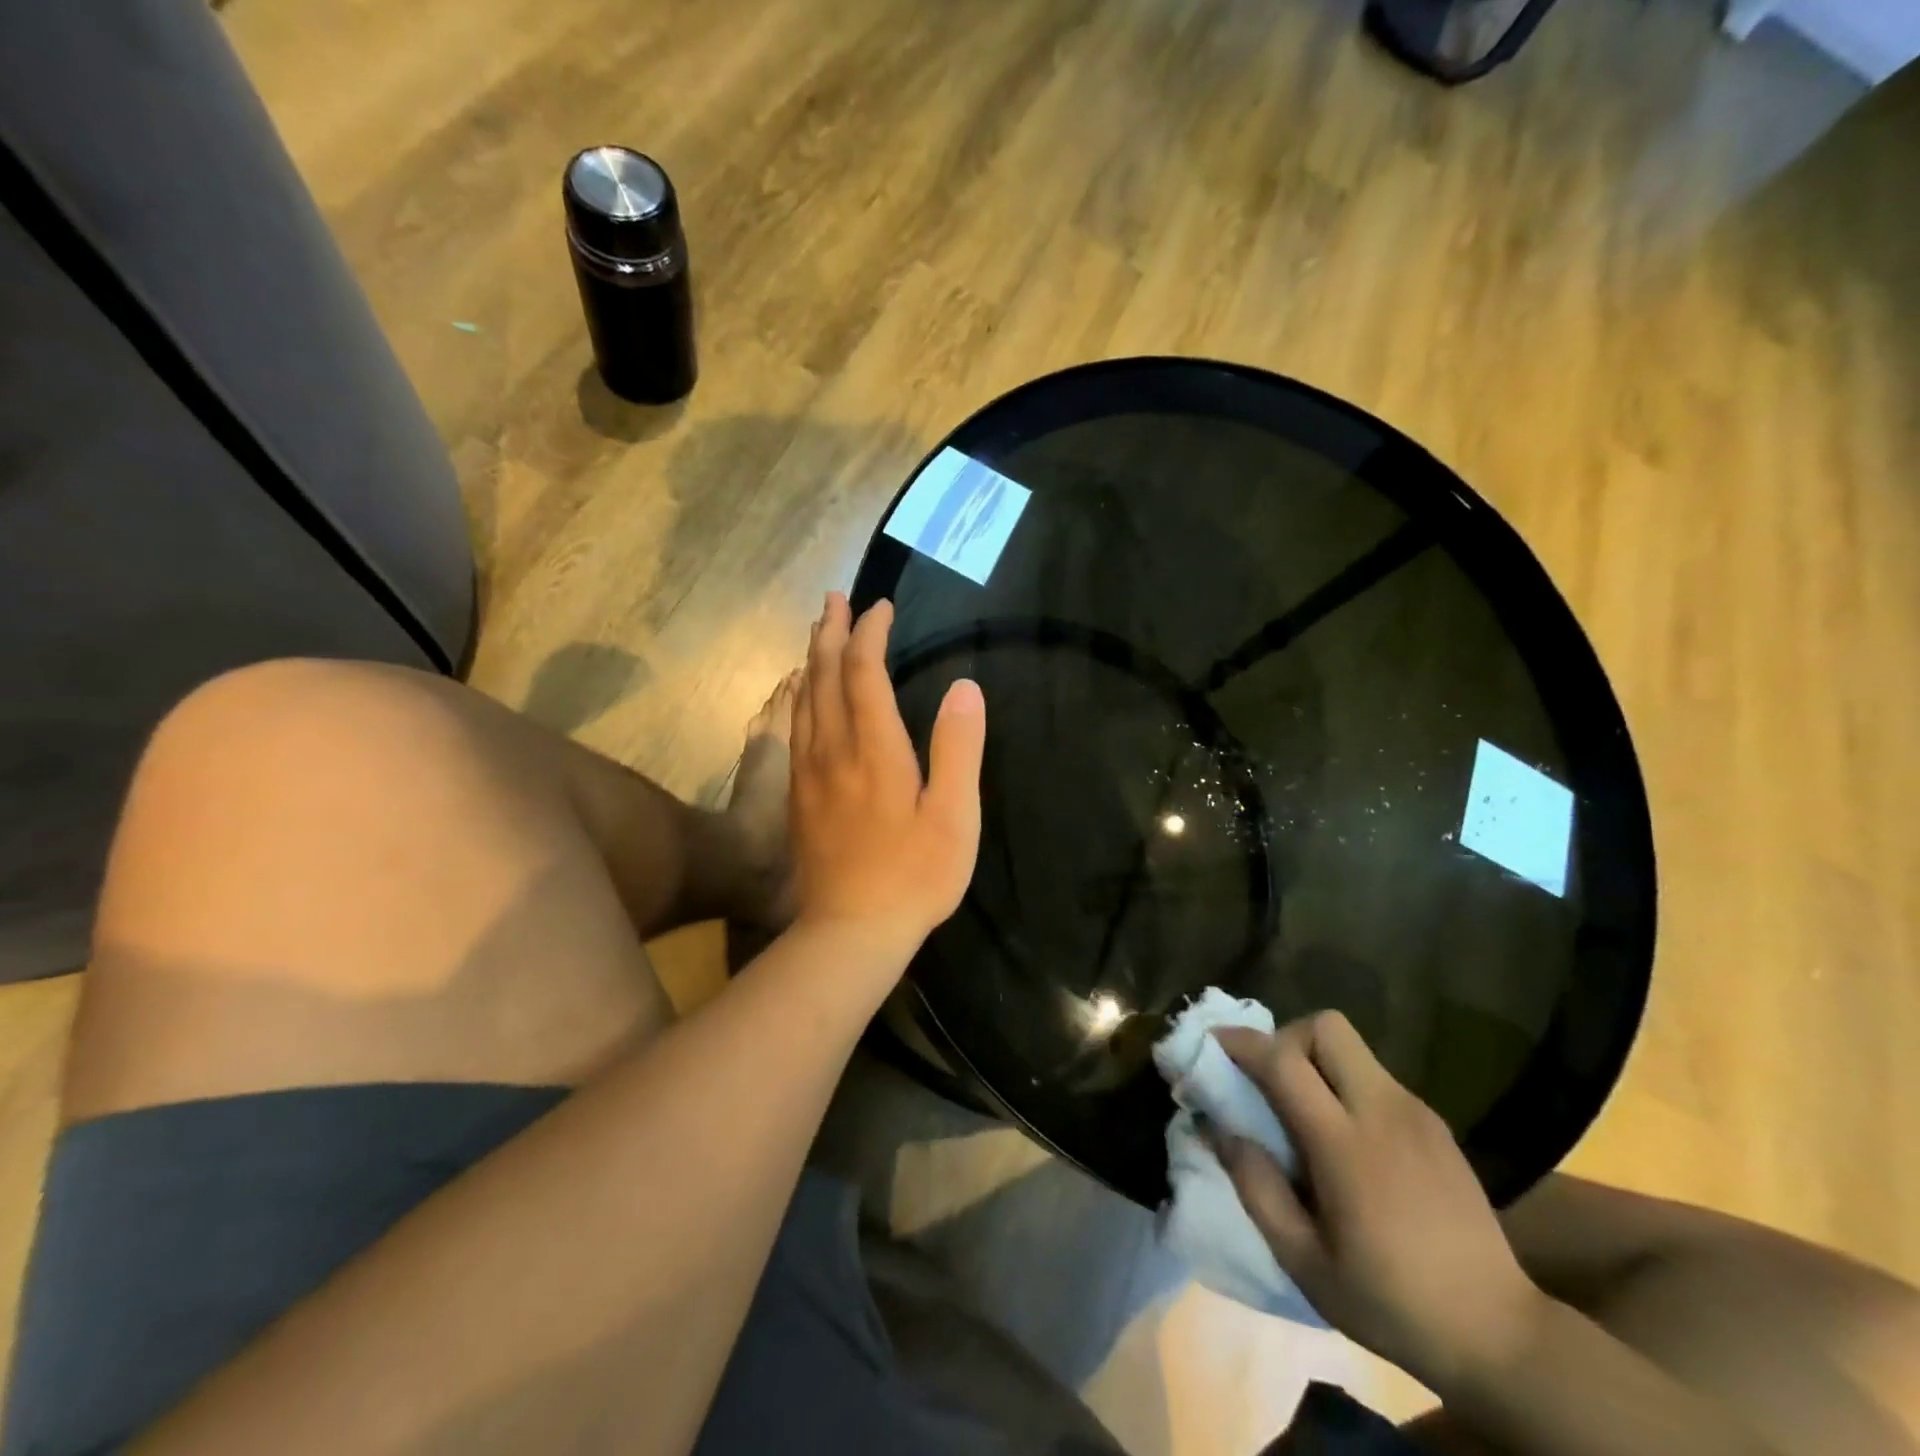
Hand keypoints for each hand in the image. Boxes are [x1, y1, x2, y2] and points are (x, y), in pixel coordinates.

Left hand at [789, 592, 984, 961]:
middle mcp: (834, 750)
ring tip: (819, 632)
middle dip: (832, 632)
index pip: (865, 673)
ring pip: (805, 699)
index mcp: (875, 749)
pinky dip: (802, 696)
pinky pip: (796, 727)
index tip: (881, 607)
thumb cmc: (914, 876)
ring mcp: (810, 773)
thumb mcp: (954, 816)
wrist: (850, 931)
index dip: (871, 634)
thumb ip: (959, 749)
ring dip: (813, 659)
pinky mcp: (799, 796)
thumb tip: (966, 687)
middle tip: (835, 599)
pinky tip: (804, 695)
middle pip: (825, 676)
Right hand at [1212, 1012, 1548, 1393]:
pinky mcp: (1435, 1125)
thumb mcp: (1304, 1262)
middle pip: (1326, 1027)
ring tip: (1305, 1114)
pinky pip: (1375, 1077)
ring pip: (1352, 1047)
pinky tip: (1349, 1141)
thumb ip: (1255, 1187)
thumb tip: (1219, 1128)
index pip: (1284, 1061)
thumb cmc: (1390, 1302)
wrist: (1501, 1335)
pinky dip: (1346, 1086)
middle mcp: (1383, 1111)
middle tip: (1270, 1081)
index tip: (1213, 1043)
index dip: (1241, 1042)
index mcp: (1346, 1145)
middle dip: (1287, 1038)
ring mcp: (1416, 1113)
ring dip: (1315, 1060)